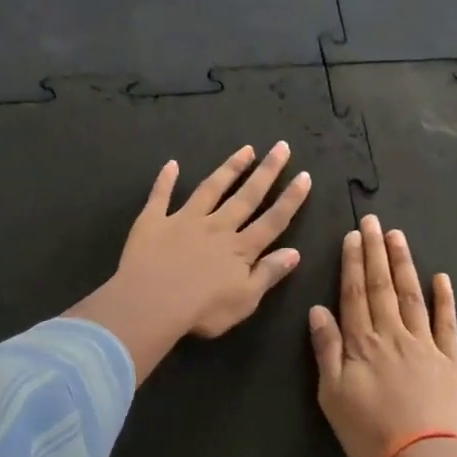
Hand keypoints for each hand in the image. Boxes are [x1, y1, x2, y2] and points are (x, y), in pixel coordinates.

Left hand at [68, 143, 312, 381]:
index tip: (304, 176)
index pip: (272, 220)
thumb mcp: (245, 300)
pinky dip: (165, 180)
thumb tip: (295, 252)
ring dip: (229, 168)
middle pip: (246, 196)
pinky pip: (160, 196)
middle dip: (266, 172)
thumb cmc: (202, 310)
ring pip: (211, 189)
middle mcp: (217, 227)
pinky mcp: (154, 221)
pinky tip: (171, 164)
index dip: (290, 199)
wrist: (152, 303)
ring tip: (245, 150)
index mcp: (240, 249)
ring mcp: (184, 220)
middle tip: (281, 147)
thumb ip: (269, 273)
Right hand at [309, 216, 456, 456]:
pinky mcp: (450, 359)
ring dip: (404, 264)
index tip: (354, 235)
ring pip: (412, 295)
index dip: (353, 262)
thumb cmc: (370, 432)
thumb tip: (317, 309)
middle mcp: (392, 334)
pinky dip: (445, 299)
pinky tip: (442, 278)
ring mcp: (424, 344)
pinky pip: (447, 322)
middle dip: (377, 252)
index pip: (354, 293)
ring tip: (399, 237)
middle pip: (382, 286)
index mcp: (362, 342)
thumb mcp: (332, 395)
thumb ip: (326, 350)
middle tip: (375, 222)